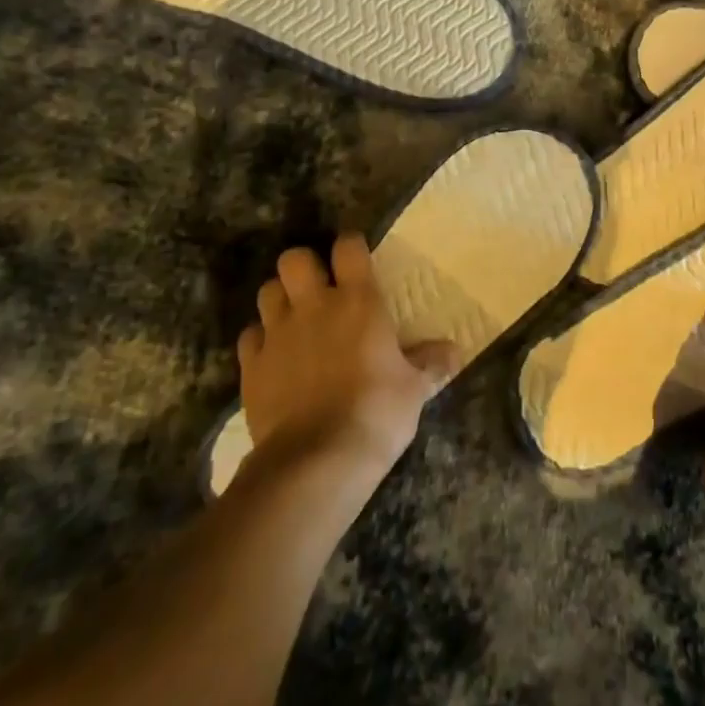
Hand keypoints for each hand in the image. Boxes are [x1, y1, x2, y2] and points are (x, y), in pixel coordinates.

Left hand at [237, 235, 458, 473]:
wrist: (316, 460)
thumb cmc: (376, 412)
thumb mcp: (414, 389)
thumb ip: (430, 363)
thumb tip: (454, 352)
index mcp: (358, 301)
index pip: (348, 247)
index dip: (351, 246)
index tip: (357, 258)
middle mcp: (313, 306)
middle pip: (294, 258)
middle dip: (305, 266)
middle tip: (319, 288)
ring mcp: (277, 334)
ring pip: (267, 292)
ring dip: (280, 299)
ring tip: (295, 319)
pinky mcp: (252, 366)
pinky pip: (250, 336)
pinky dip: (260, 340)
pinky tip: (274, 357)